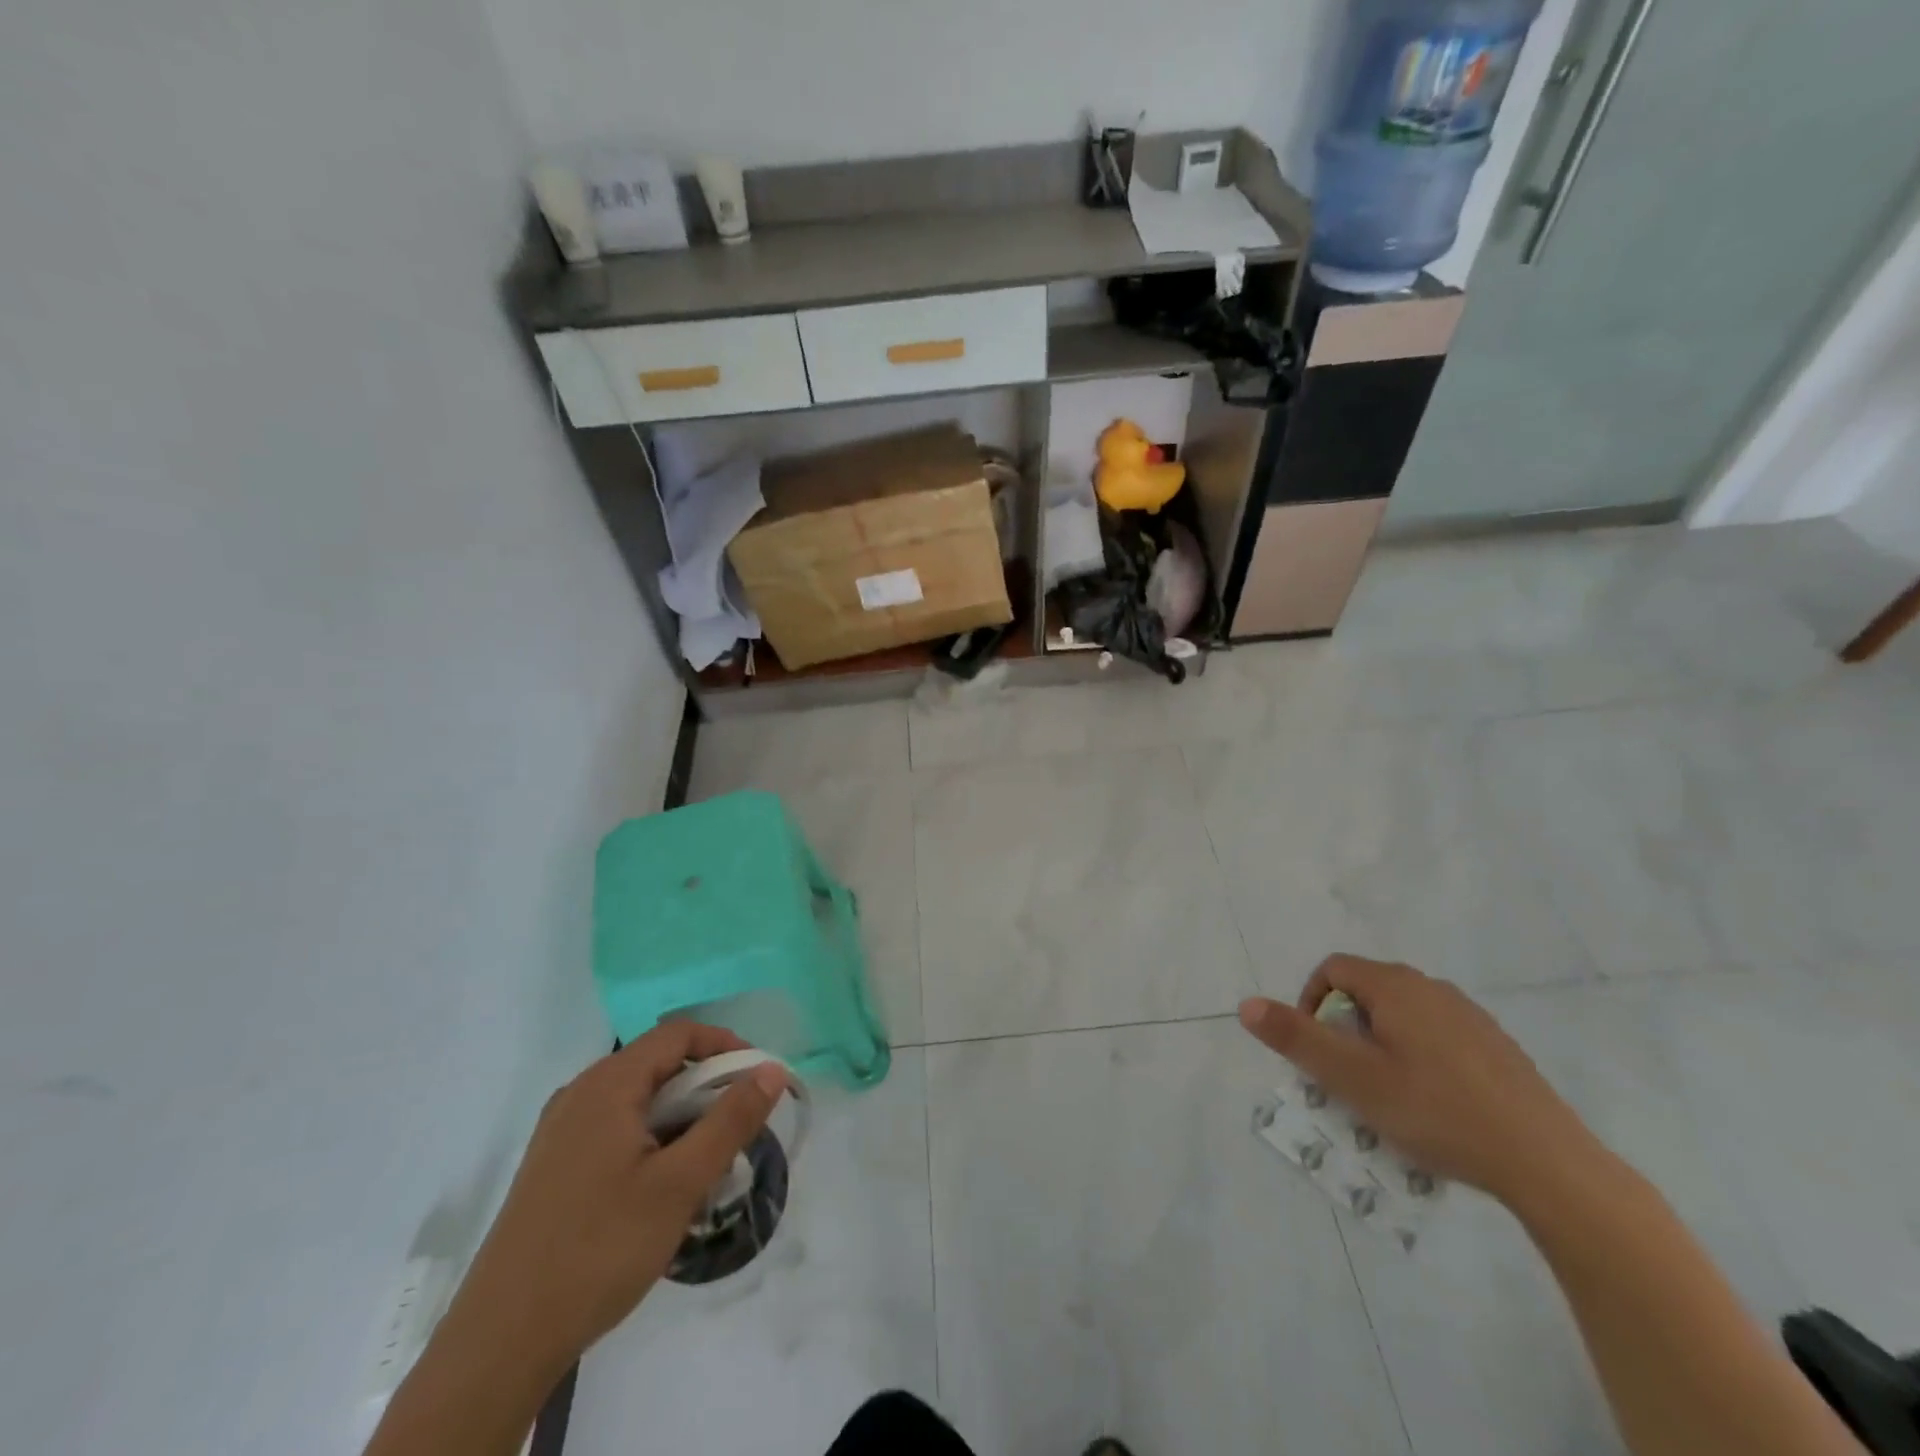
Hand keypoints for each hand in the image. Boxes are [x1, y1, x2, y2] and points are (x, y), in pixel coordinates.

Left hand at [442, 1022, 788, 1369]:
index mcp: (607, 1084)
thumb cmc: (599, 1249)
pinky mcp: (553, 1165)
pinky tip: (661, 1188)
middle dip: (706, 1088)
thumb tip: (771, 1069)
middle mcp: (580, 1093)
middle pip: (658, 1064)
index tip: (758, 1081)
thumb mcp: (680, 1183)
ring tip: (705, 1164)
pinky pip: (615, 1128)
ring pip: (638, 1100)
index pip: (679, 1034)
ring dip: (681, 1117)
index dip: (725, 1045)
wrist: (499, 1344)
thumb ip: (731, 1120)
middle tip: (737, 1130)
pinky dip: (651, 1138)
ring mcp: (561, 1130)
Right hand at [1239, 955, 1601, 1204]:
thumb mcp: (1353, 1078)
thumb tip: (1246, 1004)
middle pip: (1367, 991)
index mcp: (1395, 986)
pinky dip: (1419, 1057)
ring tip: (1388, 1095)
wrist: (1548, 1162)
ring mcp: (1470, 1016)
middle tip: (1347, 1078)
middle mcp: (1432, 987)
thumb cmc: (1436, 1112)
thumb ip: (1296, 1038)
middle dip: (1345, 1028)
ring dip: (1380, 1043)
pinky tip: (1435, 1104)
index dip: (1310, 1003)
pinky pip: (1438, 1036)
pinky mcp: (1497, 1047)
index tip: (1316, 1051)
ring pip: (1403, 1015)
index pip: (1332, 969)